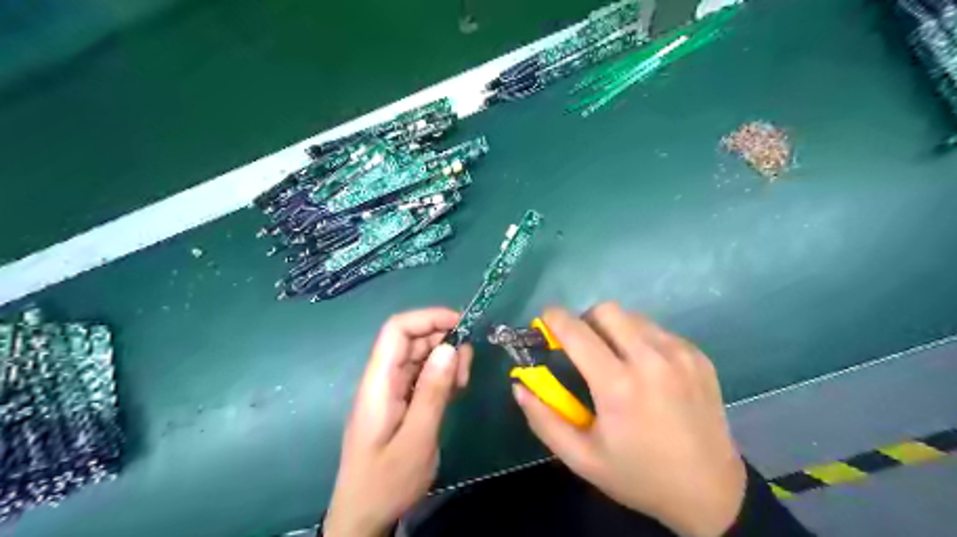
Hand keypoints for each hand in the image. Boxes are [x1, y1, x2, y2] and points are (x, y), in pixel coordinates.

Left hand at [326, 309, 473, 534]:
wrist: (363, 516)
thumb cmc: (386, 482)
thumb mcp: (416, 439)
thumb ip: (433, 392)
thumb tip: (450, 347)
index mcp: (378, 382)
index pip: (397, 330)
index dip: (428, 318)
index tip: (461, 324)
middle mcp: (382, 379)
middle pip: (411, 340)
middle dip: (443, 340)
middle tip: (467, 365)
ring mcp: (390, 390)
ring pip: (419, 356)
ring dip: (444, 359)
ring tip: (462, 381)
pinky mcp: (399, 402)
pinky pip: (421, 376)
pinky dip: (440, 375)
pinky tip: (454, 389)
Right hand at [517, 302, 745, 536]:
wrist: (711, 492)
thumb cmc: (639, 476)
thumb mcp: (581, 458)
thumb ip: (543, 419)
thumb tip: (519, 384)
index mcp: (618, 385)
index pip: (576, 330)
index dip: (553, 319)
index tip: (545, 323)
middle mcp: (651, 359)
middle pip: (606, 310)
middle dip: (586, 321)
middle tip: (584, 348)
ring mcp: (680, 354)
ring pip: (633, 317)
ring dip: (614, 330)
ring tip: (616, 361)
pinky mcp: (698, 356)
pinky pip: (658, 330)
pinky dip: (641, 340)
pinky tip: (647, 371)